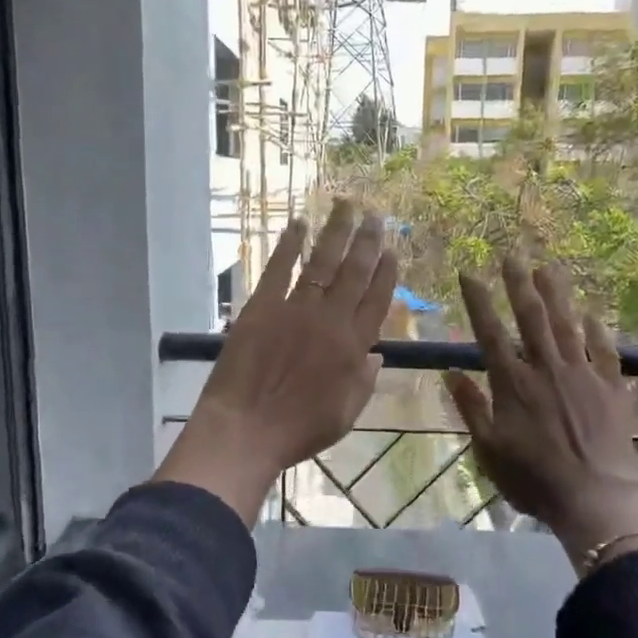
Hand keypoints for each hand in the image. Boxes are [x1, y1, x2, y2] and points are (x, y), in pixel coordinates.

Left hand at [157, 199, 398, 522]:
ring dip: (335, 232)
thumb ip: (364, 382)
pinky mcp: (261, 307)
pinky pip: (278, 269)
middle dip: (367, 241)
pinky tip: (297, 225)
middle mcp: (329, 320)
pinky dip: (288, 245)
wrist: (245, 429)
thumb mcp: (346, 415)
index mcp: (353, 347)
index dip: (386, 273)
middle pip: (353, 273)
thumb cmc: (298, 431)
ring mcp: (294, 310)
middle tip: (375, 215)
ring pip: (321, 263)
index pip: (376, 301)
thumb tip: (377, 355)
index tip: (391, 250)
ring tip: (345, 206)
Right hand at [444, 258, 637, 574]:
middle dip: (518, 284)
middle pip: (531, 318)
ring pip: (566, 325)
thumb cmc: (534, 479)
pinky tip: (592, 314)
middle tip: (512, 255)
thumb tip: (451, 373)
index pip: (490, 333)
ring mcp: (582, 375)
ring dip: (556, 295)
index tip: (469, 273)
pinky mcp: (611, 388)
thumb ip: (471, 408)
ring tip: (547, 267)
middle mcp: (546, 369)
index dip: (479, 301)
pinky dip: (597, 331)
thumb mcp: (488, 450)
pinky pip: (604, 351)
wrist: (597, 495)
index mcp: (512, 384)